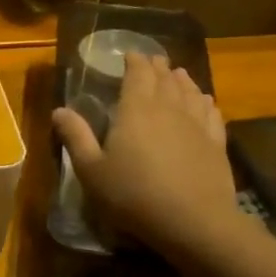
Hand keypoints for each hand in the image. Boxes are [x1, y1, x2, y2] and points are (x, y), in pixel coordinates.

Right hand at [52, 54, 236, 260]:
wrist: (193, 221)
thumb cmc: (133, 195)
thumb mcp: (92, 170)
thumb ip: (76, 137)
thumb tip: (58, 110)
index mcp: (136, 110)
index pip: (137, 74)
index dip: (134, 61)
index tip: (130, 54)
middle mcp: (169, 108)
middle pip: (164, 79)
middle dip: (157, 67)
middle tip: (152, 61)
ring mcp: (197, 124)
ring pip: (190, 92)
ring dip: (181, 80)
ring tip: (177, 74)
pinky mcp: (217, 143)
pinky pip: (211, 113)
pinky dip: (205, 102)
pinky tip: (205, 101)